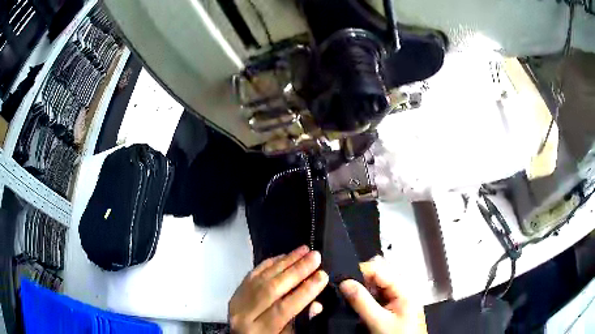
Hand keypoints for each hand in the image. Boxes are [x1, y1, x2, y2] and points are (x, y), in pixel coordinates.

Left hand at [229, 246, 328, 333]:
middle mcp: (245, 314)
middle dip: (296, 271)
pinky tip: (284, 255)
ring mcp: (237, 302)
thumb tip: (316, 304)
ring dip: (285, 262)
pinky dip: (269, 263)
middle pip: (271, 289)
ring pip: (262, 278)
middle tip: (315, 256)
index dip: (304, 292)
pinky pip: (252, 274)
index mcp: (259, 330)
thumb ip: (299, 323)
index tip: (322, 276)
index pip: (284, 308)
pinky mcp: (235, 293)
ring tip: (304, 250)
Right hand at [340, 256, 426, 333]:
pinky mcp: (390, 306)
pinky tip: (360, 306)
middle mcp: (401, 290)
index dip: (361, 271)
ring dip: (362, 290)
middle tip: (347, 291)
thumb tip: (346, 283)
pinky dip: (365, 298)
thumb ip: (362, 301)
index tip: (344, 280)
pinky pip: (375, 296)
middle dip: (361, 281)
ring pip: (375, 286)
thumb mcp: (378, 321)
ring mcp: (396, 298)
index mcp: (404, 289)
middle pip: (378, 275)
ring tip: (353, 301)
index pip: (380, 269)